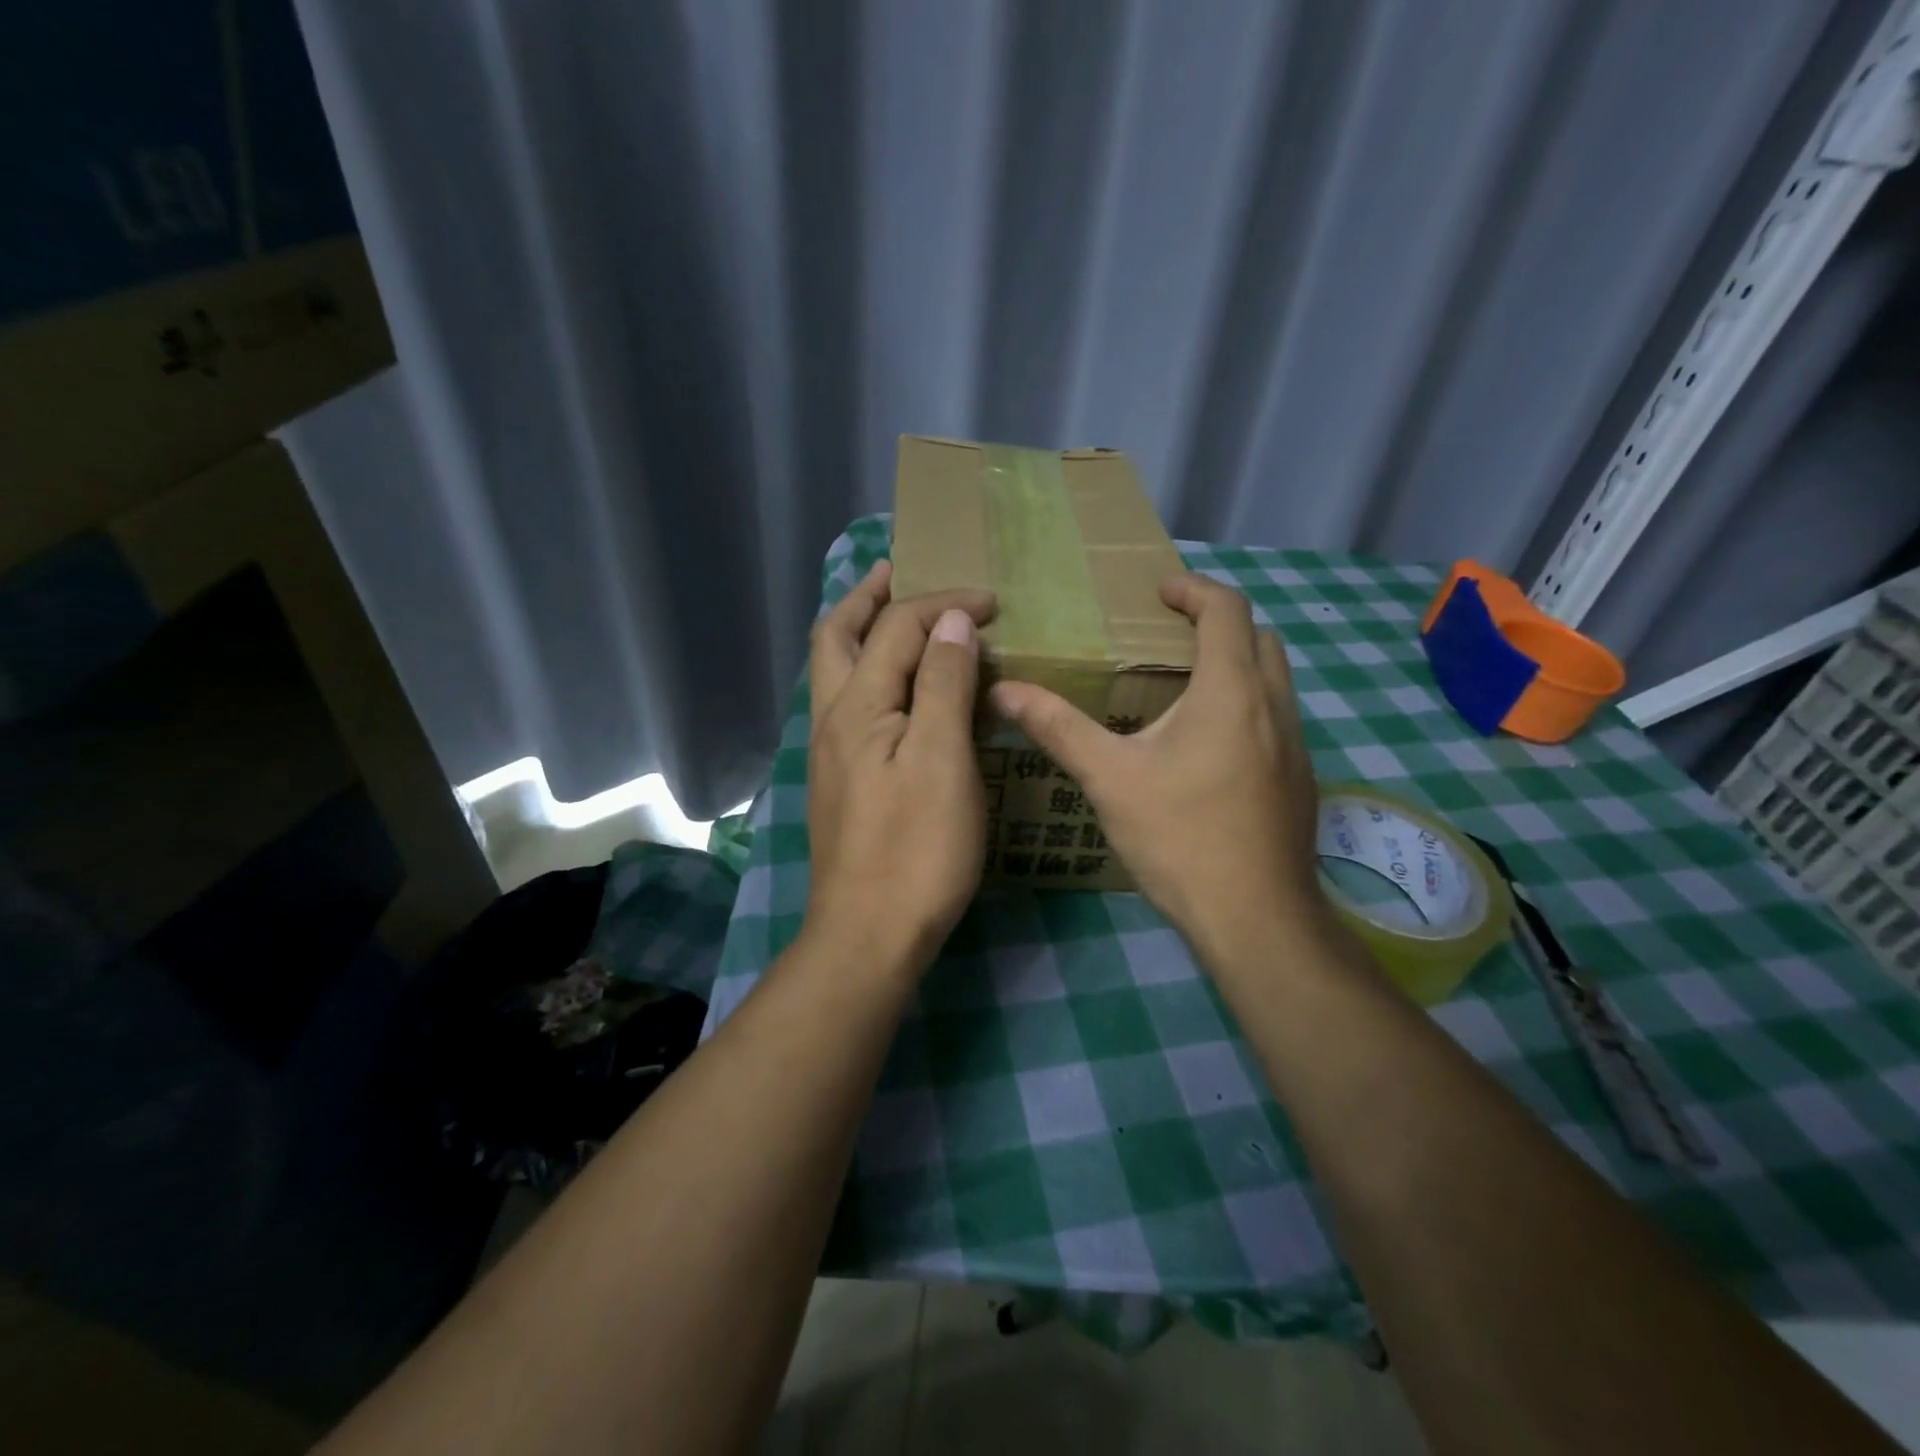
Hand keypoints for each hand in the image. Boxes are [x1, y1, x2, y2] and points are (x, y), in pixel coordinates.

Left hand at [806, 560, 996, 972]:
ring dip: (861, 632)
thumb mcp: (941, 759)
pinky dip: (870, 672)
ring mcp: (832, 753)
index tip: (992, 602)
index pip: (898, 628)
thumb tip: (950, 622)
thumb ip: (942, 684)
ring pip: (836, 671)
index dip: (944, 604)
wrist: (870, 934)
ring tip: (894, 613)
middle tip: (897, 570)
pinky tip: (898, 688)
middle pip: (838, 636)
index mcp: (857, 705)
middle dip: (867, 597)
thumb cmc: (917, 848)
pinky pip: (850, 703)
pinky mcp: (843, 781)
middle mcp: (833, 719)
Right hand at [990, 573, 1328, 967]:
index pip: (1226, 609)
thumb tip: (1004, 691)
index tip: (1158, 591)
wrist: (1256, 918)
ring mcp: (1295, 745)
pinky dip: (1247, 705)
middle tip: (1169, 634)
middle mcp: (1275, 706)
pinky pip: (1277, 718)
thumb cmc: (1181, 837)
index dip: (1193, 589)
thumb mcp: (1109, 778)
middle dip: (1218, 622)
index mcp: (1231, 691)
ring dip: (1236, 664)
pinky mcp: (1299, 780)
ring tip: (1184, 686)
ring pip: (1274, 679)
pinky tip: (1208, 747)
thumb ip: (1058, 727)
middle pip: (1259, 637)